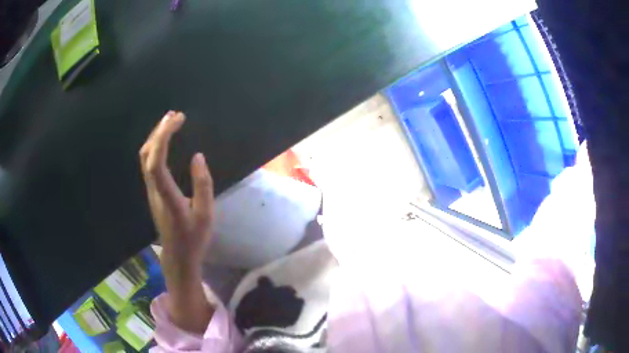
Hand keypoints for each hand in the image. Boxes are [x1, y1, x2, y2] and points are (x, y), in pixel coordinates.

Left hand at [140, 111, 213, 332]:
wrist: (177, 255)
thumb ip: (203, 184)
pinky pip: (148, 162)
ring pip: (144, 158)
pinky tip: (165, 140)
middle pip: (146, 155)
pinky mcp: (152, 191)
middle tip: (175, 115)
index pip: (156, 163)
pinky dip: (155, 146)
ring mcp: (150, 191)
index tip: (177, 120)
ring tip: (170, 122)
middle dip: (158, 131)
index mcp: (168, 197)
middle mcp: (154, 191)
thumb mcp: (206, 214)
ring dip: (155, 137)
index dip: (162, 139)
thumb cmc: (194, 237)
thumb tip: (197, 156)